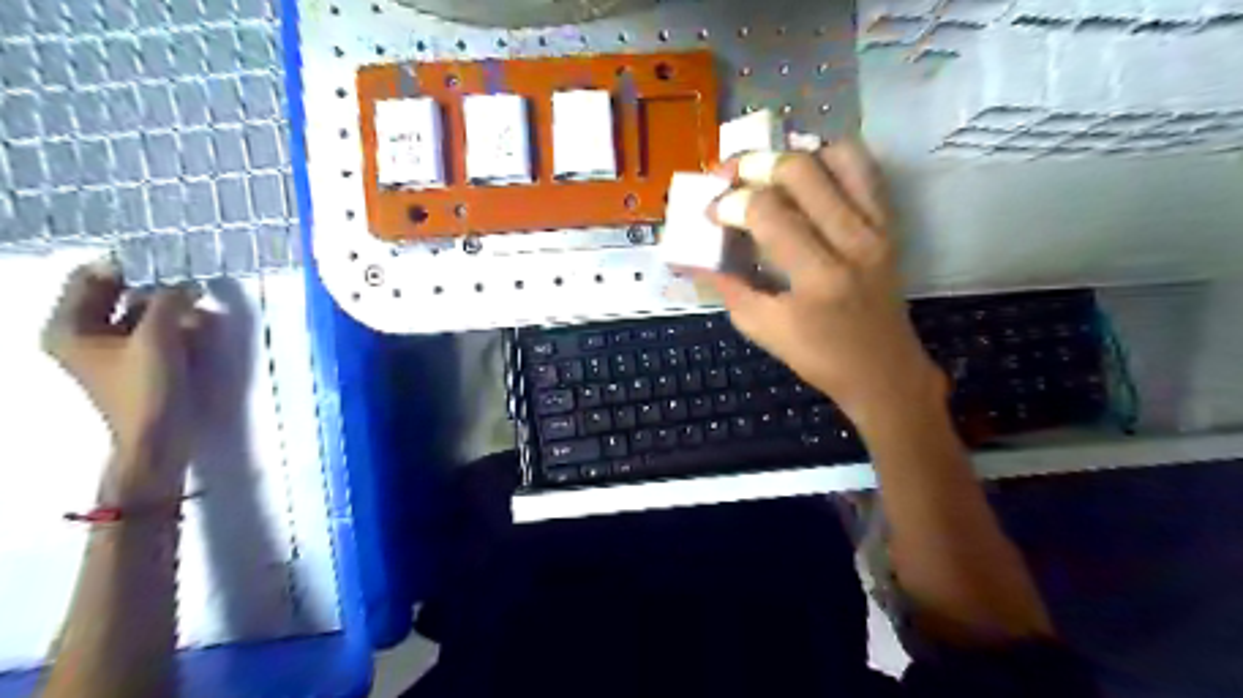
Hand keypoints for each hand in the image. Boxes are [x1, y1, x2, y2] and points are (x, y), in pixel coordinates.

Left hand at [42, 263, 201, 498]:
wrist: (157, 439)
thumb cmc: (147, 389)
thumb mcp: (158, 339)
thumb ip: (169, 304)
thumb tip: (184, 282)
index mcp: (69, 327)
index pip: (91, 278)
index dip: (127, 265)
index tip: (166, 259)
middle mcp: (82, 334)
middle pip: (116, 295)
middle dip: (153, 286)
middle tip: (188, 280)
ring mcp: (108, 350)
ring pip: (138, 312)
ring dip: (168, 306)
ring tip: (198, 304)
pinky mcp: (135, 362)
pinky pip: (151, 331)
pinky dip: (173, 325)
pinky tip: (198, 326)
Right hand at [695, 143, 947, 430]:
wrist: (884, 371)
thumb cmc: (821, 358)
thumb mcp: (764, 330)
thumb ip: (729, 287)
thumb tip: (696, 255)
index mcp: (817, 275)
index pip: (766, 212)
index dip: (729, 203)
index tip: (712, 212)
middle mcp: (853, 239)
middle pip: (800, 170)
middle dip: (755, 165)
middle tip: (731, 178)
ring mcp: (877, 226)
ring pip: (838, 156)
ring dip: (795, 154)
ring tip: (769, 172)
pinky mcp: (889, 223)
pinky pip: (864, 170)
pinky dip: (831, 159)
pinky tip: (806, 175)